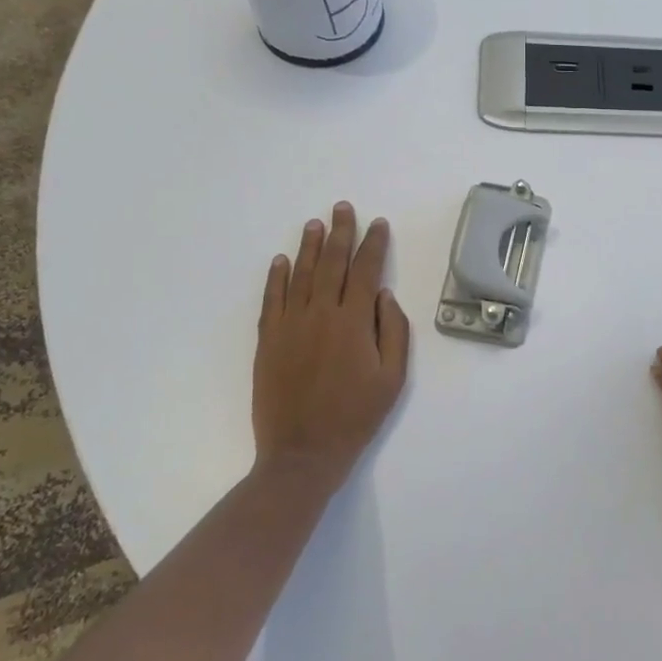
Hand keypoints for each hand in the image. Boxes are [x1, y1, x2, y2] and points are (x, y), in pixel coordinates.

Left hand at [252, 202, 410, 497]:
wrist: (302, 452)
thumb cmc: (356, 416)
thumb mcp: (392, 379)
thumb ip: (393, 332)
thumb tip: (384, 296)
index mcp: (353, 322)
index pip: (366, 271)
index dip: (373, 244)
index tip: (378, 224)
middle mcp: (320, 314)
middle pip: (331, 263)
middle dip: (340, 232)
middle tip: (342, 208)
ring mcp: (289, 325)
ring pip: (300, 275)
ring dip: (309, 246)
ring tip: (315, 223)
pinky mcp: (268, 340)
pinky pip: (272, 299)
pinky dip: (276, 277)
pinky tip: (281, 260)